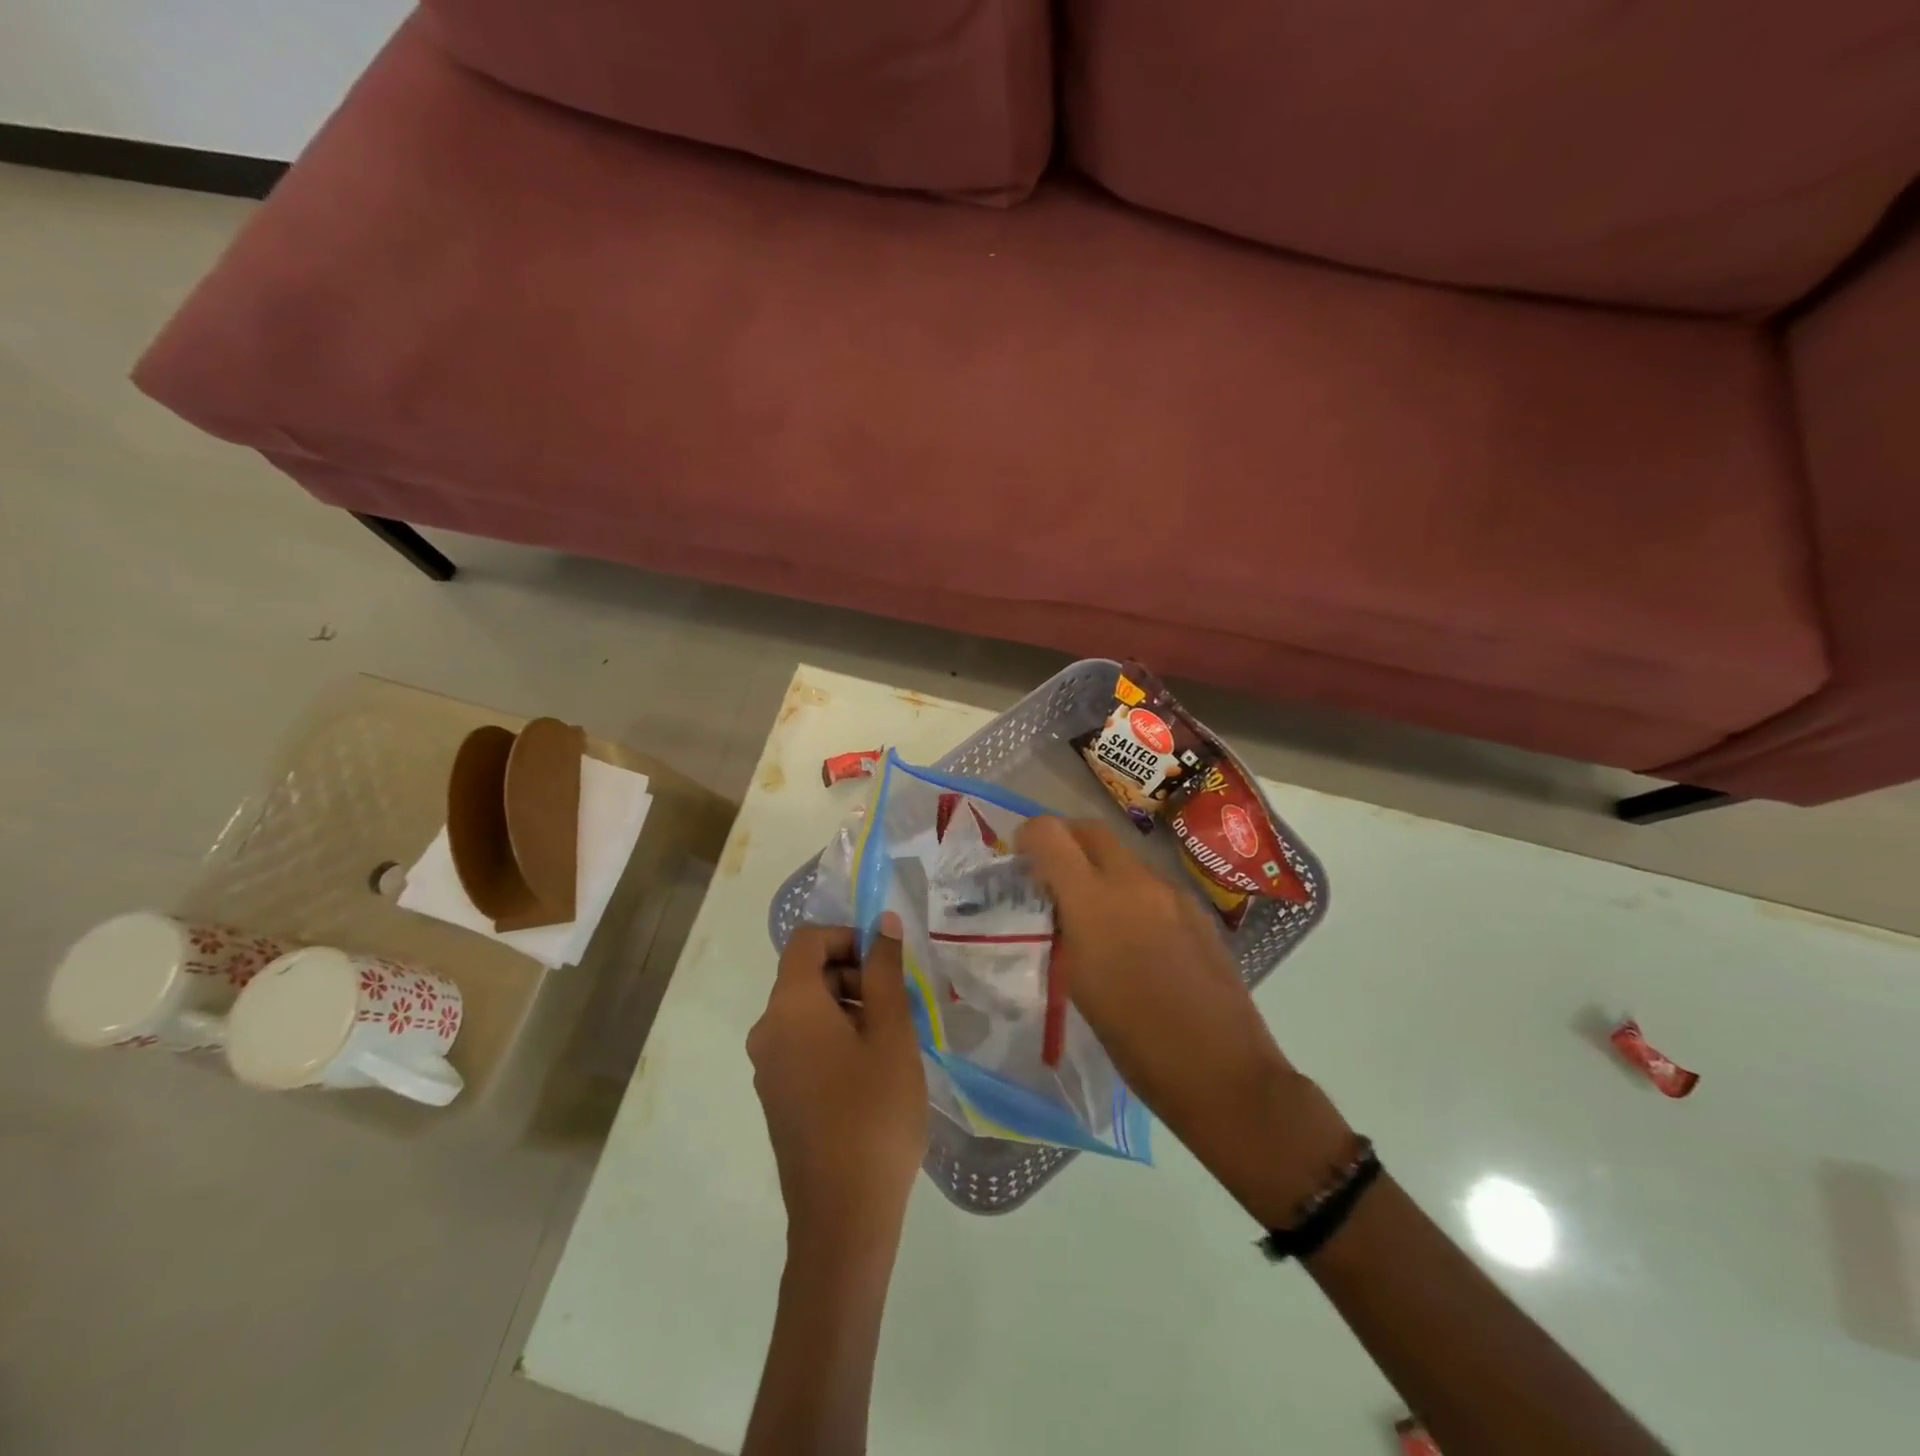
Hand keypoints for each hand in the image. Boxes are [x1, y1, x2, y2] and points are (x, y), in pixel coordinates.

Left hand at [748, 923, 928, 1248]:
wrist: (843, 1217)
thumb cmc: (874, 1114)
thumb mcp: (891, 1034)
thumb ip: (885, 972)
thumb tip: (882, 923)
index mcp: (790, 1007)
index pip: (808, 941)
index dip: (848, 938)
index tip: (886, 966)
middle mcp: (767, 1030)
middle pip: (806, 975)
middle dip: (854, 976)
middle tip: (898, 1009)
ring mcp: (767, 1067)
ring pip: (807, 1010)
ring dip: (849, 1008)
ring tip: (891, 1043)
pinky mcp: (777, 1096)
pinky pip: (802, 1043)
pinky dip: (835, 1038)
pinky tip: (871, 1074)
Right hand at [1017, 817, 1351, 1225]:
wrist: (1220, 1069)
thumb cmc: (1134, 1039)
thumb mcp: (1078, 983)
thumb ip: (1064, 928)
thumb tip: (1057, 905)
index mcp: (1095, 901)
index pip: (1051, 834)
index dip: (1028, 836)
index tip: (1020, 859)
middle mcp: (1135, 882)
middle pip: (1091, 830)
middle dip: (1065, 840)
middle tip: (1051, 874)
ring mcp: (1172, 892)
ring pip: (1124, 856)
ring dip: (1099, 868)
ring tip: (1092, 912)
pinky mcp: (1197, 910)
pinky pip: (1152, 883)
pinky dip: (1131, 892)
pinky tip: (1135, 936)